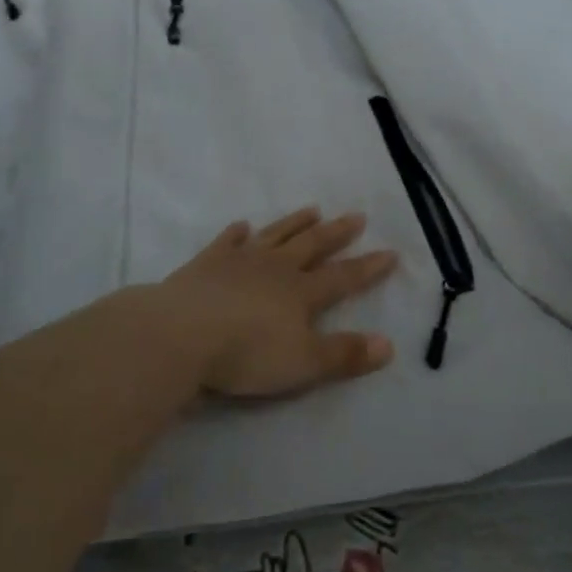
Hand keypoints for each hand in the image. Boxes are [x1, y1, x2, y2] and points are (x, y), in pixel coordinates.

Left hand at [163, 208, 397, 396]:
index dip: (368, 267)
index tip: (390, 252)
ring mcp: (240, 260)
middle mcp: (276, 268)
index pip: (343, 277)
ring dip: (295, 222)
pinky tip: (243, 225)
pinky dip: (237, 233)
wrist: (181, 334)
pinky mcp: (207, 263)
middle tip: (357, 215)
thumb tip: (389, 345)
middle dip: (337, 233)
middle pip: (312, 245)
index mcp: (301, 292)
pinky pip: (227, 241)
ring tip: (312, 209)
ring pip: (275, 235)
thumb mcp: (303, 363)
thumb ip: (345, 354)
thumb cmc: (246, 353)